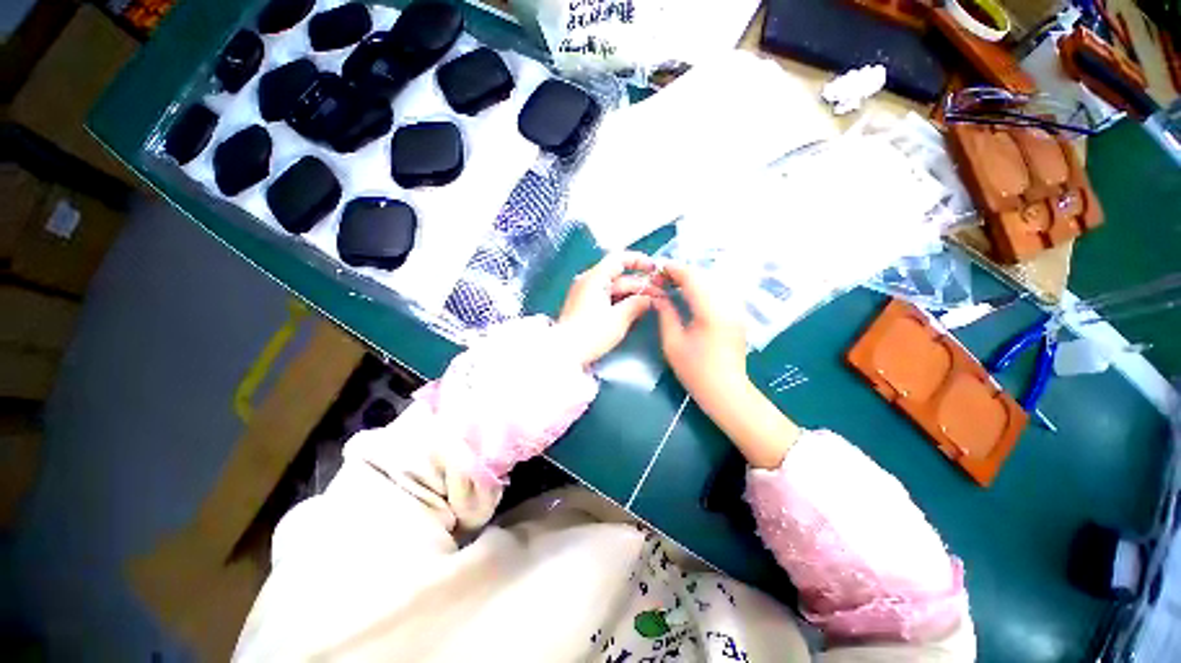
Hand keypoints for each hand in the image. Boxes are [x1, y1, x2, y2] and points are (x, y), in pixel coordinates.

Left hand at [557, 252, 659, 366]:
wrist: (565, 353)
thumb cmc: (592, 333)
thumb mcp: (618, 319)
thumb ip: (636, 304)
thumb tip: (650, 299)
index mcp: (595, 278)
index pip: (619, 258)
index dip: (639, 261)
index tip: (655, 270)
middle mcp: (589, 282)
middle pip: (619, 276)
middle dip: (640, 284)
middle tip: (661, 295)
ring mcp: (586, 294)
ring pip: (614, 289)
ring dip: (632, 295)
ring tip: (652, 304)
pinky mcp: (585, 307)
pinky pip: (607, 298)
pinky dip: (621, 302)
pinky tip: (635, 310)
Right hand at [651, 263, 748, 408]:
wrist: (727, 392)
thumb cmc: (696, 371)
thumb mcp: (673, 343)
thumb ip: (665, 314)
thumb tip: (657, 296)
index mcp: (711, 311)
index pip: (693, 278)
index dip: (674, 269)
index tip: (657, 269)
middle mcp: (728, 304)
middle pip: (705, 276)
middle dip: (682, 273)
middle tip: (662, 278)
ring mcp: (736, 309)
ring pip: (713, 282)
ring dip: (693, 279)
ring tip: (673, 285)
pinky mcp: (737, 315)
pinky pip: (719, 291)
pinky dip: (703, 288)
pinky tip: (690, 295)